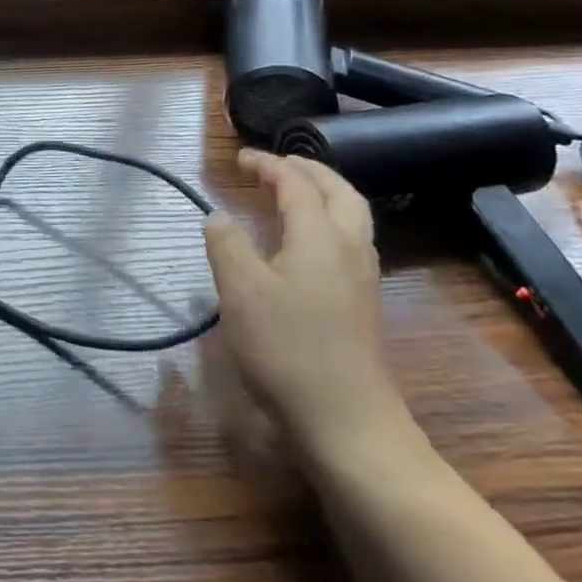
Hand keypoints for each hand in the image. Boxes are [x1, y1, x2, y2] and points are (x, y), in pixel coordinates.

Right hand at [204, 150, 406, 452]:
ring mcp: (362, 278)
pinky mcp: (363, 304)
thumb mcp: (241, 292)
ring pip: (352, 217)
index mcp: (320, 236)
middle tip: (277, 165)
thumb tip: (218, 216)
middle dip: (309, 170)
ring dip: (324, 193)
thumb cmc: (287, 349)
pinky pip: (350, 241)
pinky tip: (307, 243)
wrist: (347, 422)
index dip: (269, 164)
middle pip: (339, 192)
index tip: (240, 159)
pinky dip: (329, 221)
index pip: (297, 183)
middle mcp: (349, 248)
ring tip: (294, 193)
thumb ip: (226, 245)